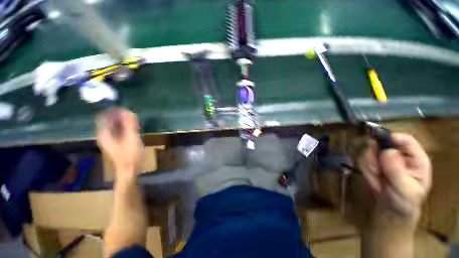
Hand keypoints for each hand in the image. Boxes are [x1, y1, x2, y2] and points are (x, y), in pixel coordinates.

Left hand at [96, 108, 143, 179]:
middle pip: (108, 121)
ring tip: (133, 120)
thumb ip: (130, 124)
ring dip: (122, 121)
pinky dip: (124, 127)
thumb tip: (129, 111)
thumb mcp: (131, 138)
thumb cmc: (130, 154)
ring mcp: (109, 140)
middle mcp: (104, 135)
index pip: (104, 117)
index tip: (124, 108)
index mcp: (105, 134)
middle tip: (131, 114)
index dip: (113, 111)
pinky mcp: (115, 143)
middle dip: (119, 115)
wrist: (128, 169)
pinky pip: (117, 131)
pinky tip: (132, 127)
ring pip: (113, 126)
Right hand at [359, 133, 431, 222]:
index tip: (376, 145)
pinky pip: (363, 159)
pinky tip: (373, 179)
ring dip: (369, 165)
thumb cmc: (404, 201)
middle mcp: (400, 154)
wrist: (392, 210)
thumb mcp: (404, 189)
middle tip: (376, 170)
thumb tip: (388, 151)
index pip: (405, 139)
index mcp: (416, 158)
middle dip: (375, 156)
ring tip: (377, 179)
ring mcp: (385, 157)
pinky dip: (365, 169)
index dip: (391, 138)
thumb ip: (397, 171)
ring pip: (370, 151)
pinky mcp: (374, 162)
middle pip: (383, 143)